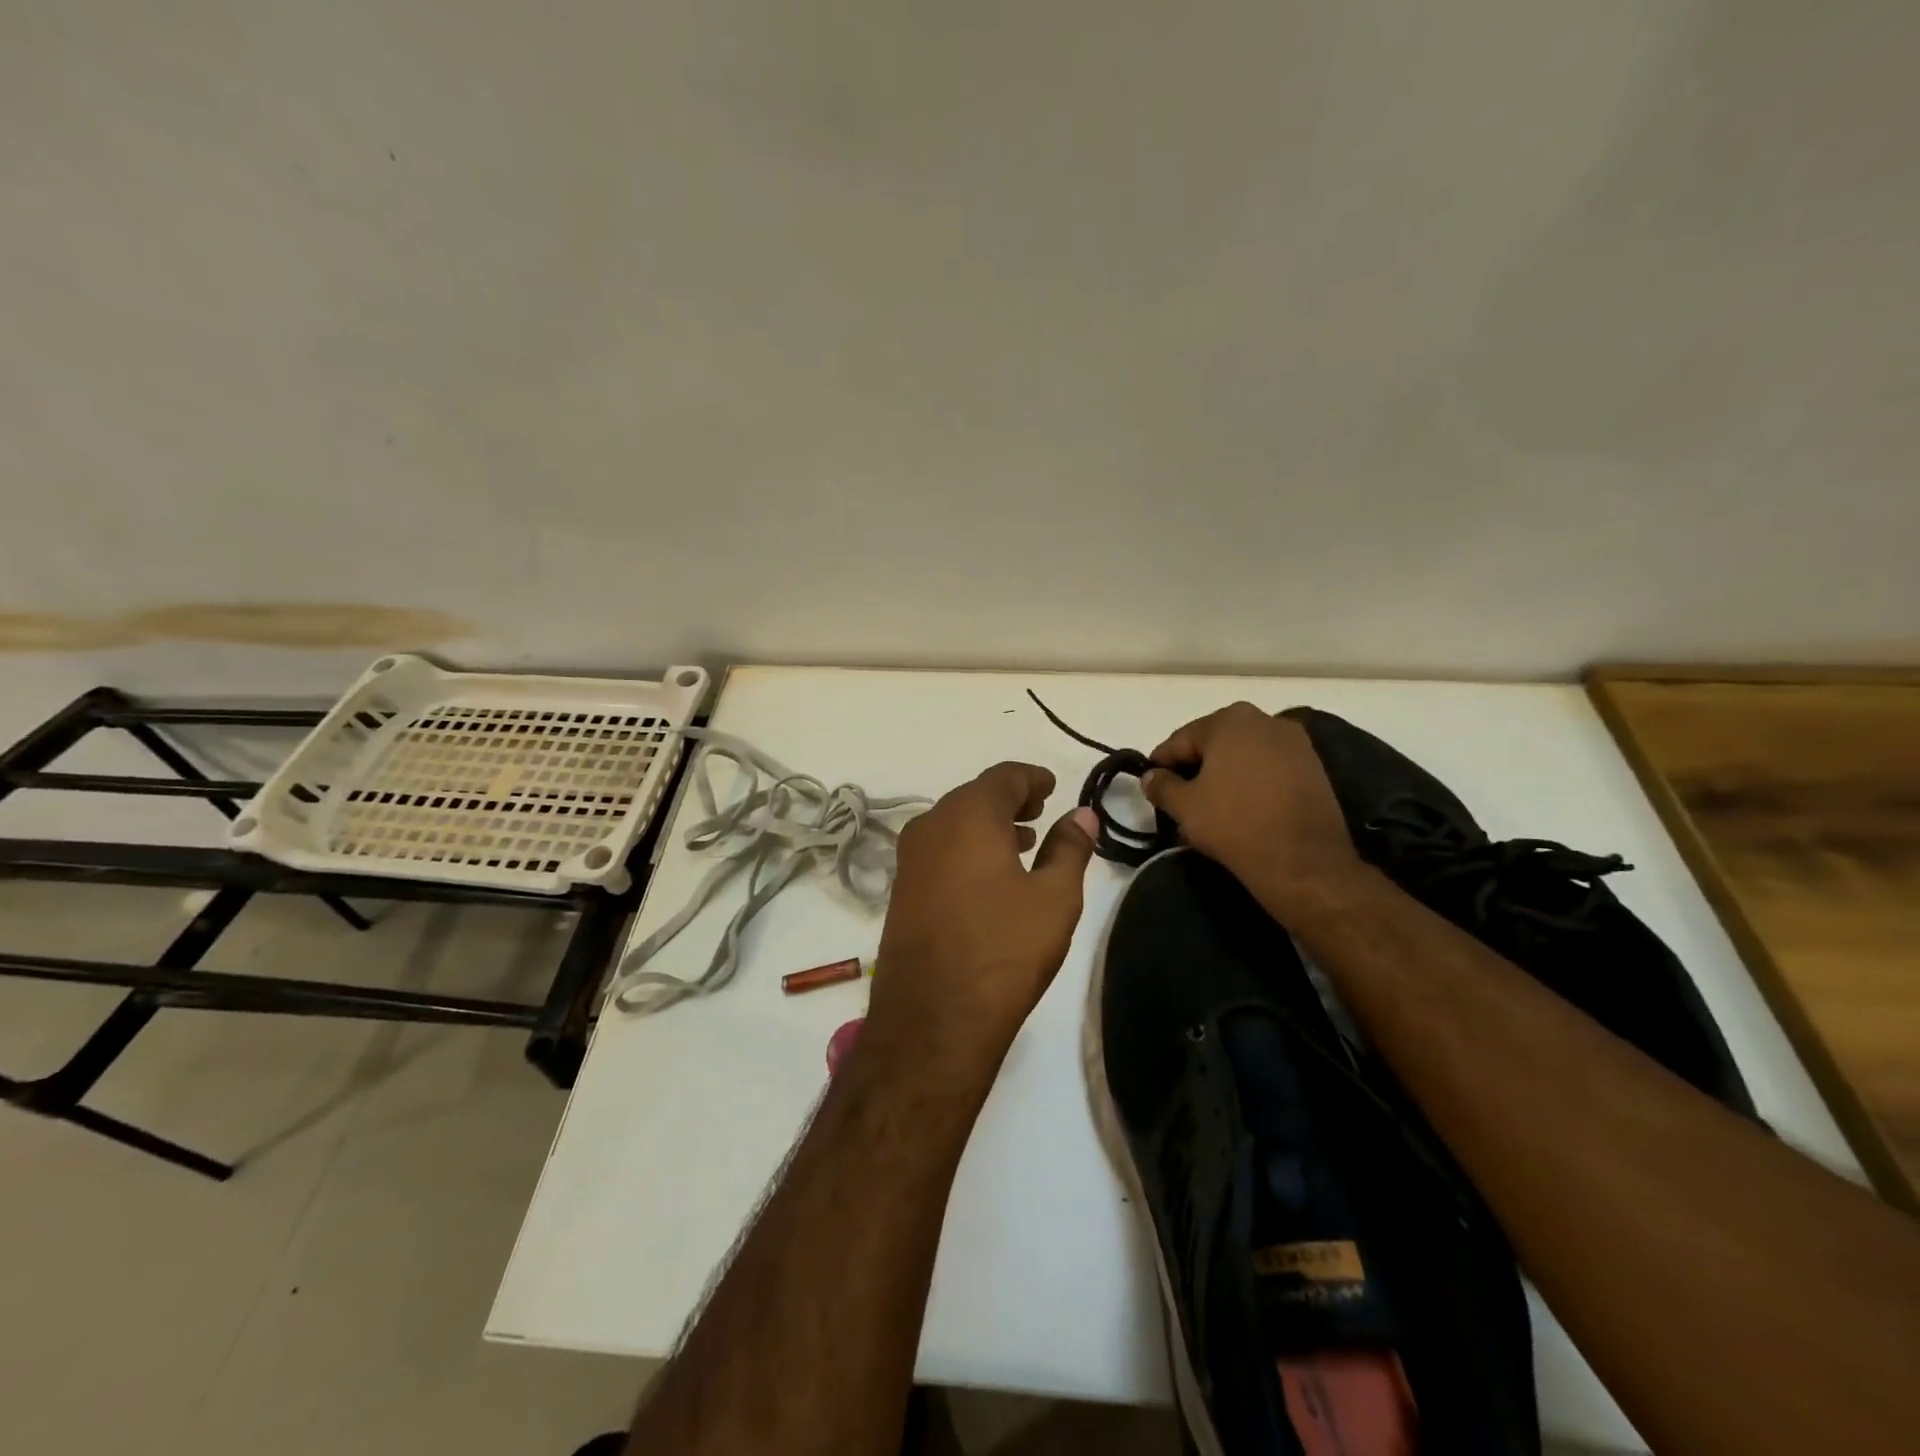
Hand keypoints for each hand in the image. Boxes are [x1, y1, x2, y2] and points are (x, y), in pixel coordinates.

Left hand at [867, 763, 1097, 1080]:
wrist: (933, 1018)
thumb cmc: (1004, 950)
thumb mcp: (1054, 898)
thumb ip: (1070, 847)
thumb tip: (1083, 813)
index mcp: (968, 816)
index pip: (1003, 777)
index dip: (1032, 778)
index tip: (1052, 787)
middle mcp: (931, 825)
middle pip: (975, 796)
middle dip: (1010, 800)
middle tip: (1041, 810)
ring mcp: (910, 858)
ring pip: (954, 823)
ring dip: (989, 825)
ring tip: (1023, 841)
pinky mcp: (901, 888)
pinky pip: (939, 849)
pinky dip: (967, 847)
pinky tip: (990, 874)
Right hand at [1141, 702, 1367, 916]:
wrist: (1304, 862)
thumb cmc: (1235, 824)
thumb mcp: (1184, 807)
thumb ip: (1161, 785)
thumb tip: (1151, 776)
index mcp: (1230, 720)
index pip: (1180, 740)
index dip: (1161, 764)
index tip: (1151, 787)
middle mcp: (1265, 720)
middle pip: (1214, 743)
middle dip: (1195, 768)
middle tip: (1180, 799)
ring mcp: (1295, 743)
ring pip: (1243, 756)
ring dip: (1224, 775)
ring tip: (1211, 807)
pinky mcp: (1314, 768)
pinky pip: (1269, 769)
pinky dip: (1251, 783)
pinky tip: (1242, 809)